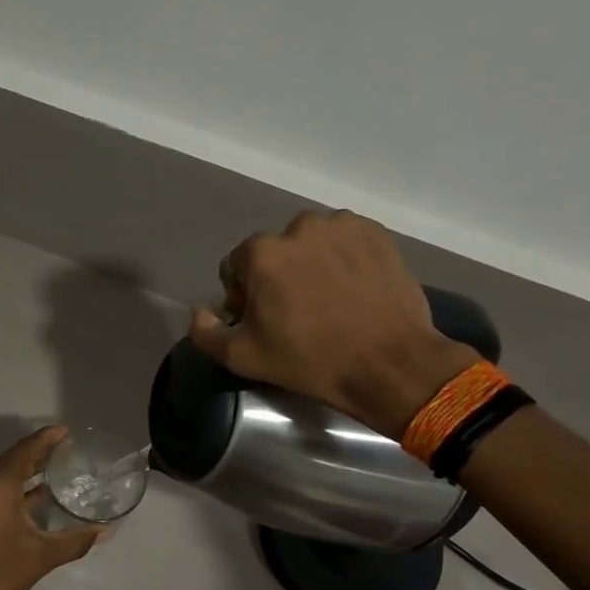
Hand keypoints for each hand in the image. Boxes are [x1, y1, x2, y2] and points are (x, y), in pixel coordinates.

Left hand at [0, 426, 108, 589]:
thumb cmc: (0, 577)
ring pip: (0, 476)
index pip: (23, 452)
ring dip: (25, 470)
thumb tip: (107, 530)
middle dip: (36, 452)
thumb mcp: (42, 556)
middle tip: (65, 448)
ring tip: (54, 468)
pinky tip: (36, 497)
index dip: (45, 439)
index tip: (65, 431)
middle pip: (10, 460)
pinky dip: (14, 488)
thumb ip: (76, 539)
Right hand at [188, 210, 476, 438]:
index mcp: (262, 253)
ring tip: (330, 300)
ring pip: (311, 244)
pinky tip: (354, 289)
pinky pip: (345, 241)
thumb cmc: (311, 362)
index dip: (244, 295)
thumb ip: (206, 333)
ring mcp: (341, 226)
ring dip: (311, 264)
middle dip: (279, 276)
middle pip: (274, 252)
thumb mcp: (244, 358)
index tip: (264, 321)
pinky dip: (344, 258)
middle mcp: (298, 227)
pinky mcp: (375, 233)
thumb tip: (199, 310)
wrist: (390, 364)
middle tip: (299, 313)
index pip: (236, 266)